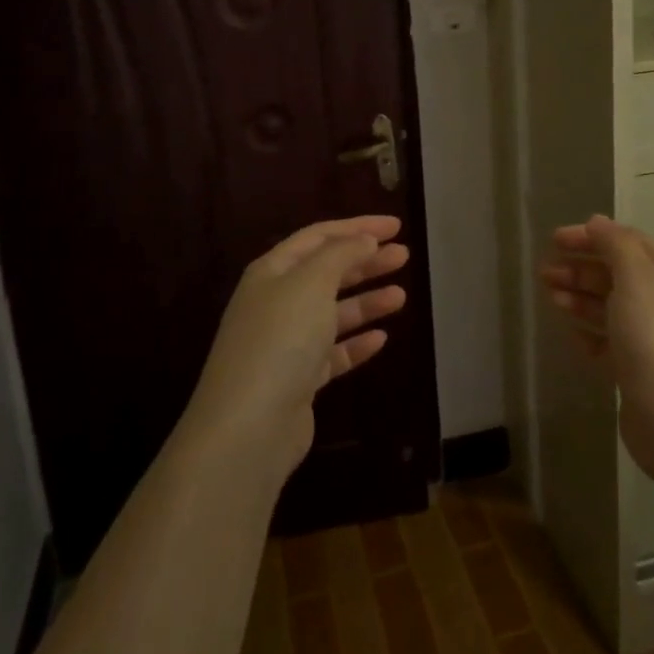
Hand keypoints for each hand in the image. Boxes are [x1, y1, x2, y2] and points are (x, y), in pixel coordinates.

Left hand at [188, 216, 409, 479]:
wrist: (249, 426)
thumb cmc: (281, 339)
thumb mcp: (312, 283)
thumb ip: (341, 255)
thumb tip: (363, 240)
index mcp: (272, 272)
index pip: (319, 237)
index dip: (357, 227)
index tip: (396, 227)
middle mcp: (276, 302)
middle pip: (327, 273)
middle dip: (365, 261)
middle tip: (404, 256)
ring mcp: (286, 343)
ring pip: (333, 313)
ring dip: (367, 301)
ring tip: (401, 296)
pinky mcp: (298, 380)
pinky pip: (333, 353)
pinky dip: (356, 343)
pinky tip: (381, 339)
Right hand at [539, 215, 653, 476]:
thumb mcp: (636, 278)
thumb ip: (616, 245)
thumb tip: (597, 222)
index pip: (625, 242)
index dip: (591, 236)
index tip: (554, 239)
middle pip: (614, 274)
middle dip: (579, 268)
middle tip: (544, 272)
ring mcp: (649, 337)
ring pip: (607, 307)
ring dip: (579, 297)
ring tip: (551, 297)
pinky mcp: (636, 369)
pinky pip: (607, 342)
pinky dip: (588, 333)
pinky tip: (571, 334)